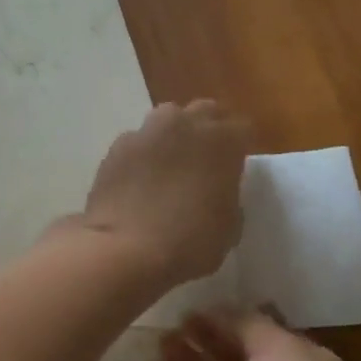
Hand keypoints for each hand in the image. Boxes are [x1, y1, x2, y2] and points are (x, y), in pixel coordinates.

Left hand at [79, 101, 250, 286]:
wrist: (126, 249)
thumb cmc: (189, 242)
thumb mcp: (229, 228)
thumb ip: (228, 197)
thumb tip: (219, 191)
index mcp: (224, 142)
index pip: (243, 129)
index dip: (240, 147)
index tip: (235, 166)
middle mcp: (187, 124)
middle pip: (206, 111)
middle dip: (209, 129)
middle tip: (206, 158)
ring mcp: (149, 131)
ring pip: (168, 117)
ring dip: (174, 133)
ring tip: (170, 162)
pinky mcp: (118, 146)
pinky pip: (138, 140)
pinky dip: (143, 152)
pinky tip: (139, 178)